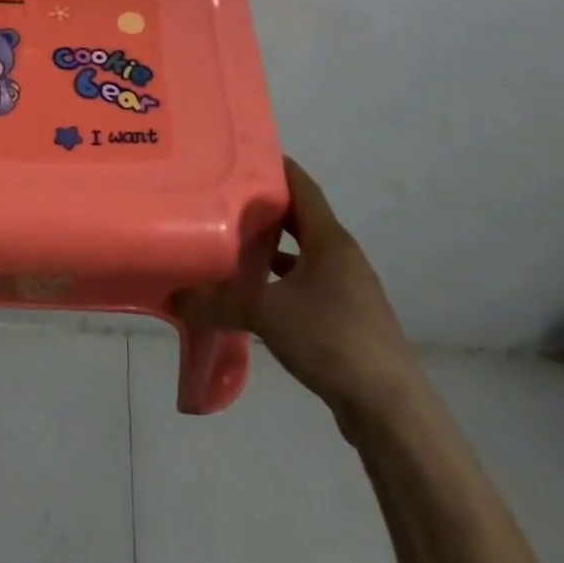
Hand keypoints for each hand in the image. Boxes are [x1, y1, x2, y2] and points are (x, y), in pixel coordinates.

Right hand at [171, 156, 420, 439]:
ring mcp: (347, 287)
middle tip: (223, 195)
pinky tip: (256, 291)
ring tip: (233, 239)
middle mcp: (341, 255)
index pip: (301, 185)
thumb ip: (218, 302)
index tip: (239, 153)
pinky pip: (307, 283)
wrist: (389, 408)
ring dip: (273, 245)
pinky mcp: (346, 317)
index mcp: (329, 239)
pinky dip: (282, 279)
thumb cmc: (331, 339)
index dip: (274, 165)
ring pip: (304, 253)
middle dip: (266, 206)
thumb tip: (174, 296)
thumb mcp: (266, 314)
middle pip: (300, 217)